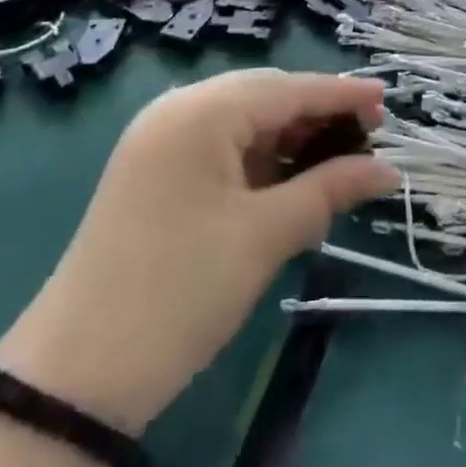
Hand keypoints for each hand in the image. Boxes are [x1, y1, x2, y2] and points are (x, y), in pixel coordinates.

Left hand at [0, 69, 397, 432]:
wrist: (78, 377)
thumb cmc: (181, 290)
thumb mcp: (265, 236)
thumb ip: (330, 189)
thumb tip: (388, 171)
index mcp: (200, 111)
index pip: (287, 89)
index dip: (342, 94)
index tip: (388, 98)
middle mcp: (178, 110)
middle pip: (265, 97)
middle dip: (318, 113)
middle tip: (370, 132)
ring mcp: (161, 141)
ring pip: (244, 121)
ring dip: (291, 137)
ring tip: (340, 156)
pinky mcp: (155, 172)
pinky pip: (222, 147)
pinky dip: (261, 158)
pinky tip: (293, 175)